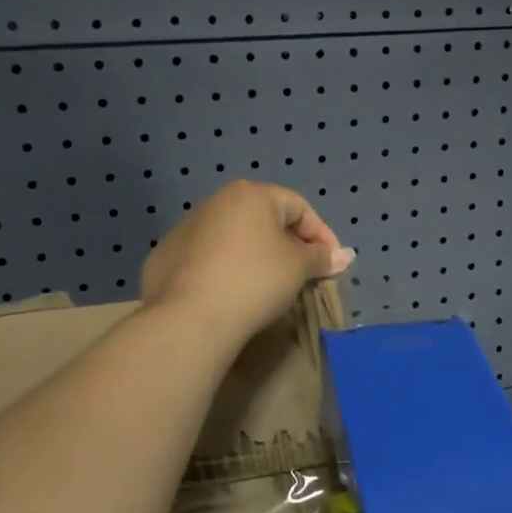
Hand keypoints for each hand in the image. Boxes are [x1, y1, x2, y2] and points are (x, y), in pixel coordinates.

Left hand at [142, 181, 354, 344]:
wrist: (190, 317)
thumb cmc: (255, 281)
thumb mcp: (298, 268)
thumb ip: (322, 257)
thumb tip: (345, 255)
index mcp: (251, 194)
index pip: (299, 207)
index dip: (322, 236)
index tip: (332, 265)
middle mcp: (217, 201)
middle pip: (265, 219)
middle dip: (290, 245)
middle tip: (304, 275)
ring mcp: (186, 227)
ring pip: (235, 237)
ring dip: (257, 256)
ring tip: (269, 287)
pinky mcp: (166, 255)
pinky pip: (209, 257)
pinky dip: (226, 269)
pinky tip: (232, 294)